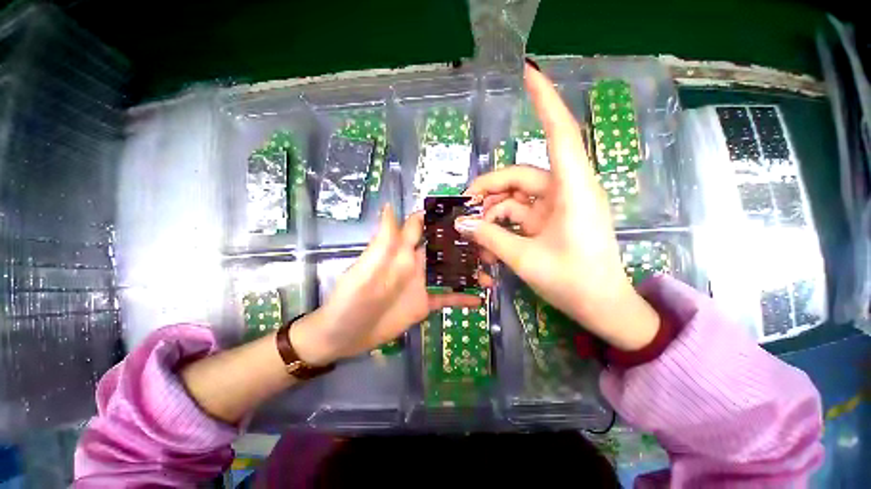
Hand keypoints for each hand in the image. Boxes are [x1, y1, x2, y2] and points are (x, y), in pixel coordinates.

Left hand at [292, 205, 481, 364]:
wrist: (343, 335)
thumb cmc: (350, 301)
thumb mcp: (364, 271)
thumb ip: (381, 243)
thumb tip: (389, 207)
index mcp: (401, 252)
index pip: (420, 226)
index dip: (438, 216)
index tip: (464, 210)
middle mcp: (414, 264)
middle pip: (442, 248)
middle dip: (463, 243)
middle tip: (489, 241)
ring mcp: (421, 284)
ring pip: (449, 272)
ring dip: (468, 270)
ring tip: (491, 270)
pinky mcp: (424, 303)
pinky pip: (446, 298)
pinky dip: (462, 298)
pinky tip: (480, 299)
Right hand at [456, 64, 659, 350]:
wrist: (600, 307)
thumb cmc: (574, 282)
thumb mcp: (526, 259)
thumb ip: (491, 238)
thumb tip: (462, 223)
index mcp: (573, 190)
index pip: (560, 134)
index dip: (545, 102)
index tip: (528, 73)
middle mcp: (566, 191)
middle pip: (519, 176)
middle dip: (488, 189)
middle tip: (463, 207)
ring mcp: (557, 206)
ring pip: (515, 197)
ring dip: (492, 212)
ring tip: (473, 232)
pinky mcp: (550, 220)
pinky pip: (519, 213)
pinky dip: (502, 224)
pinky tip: (488, 241)